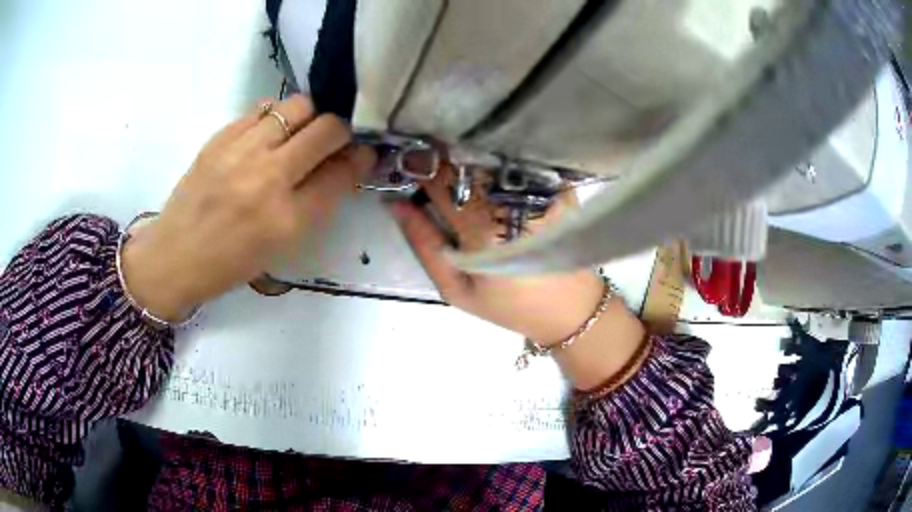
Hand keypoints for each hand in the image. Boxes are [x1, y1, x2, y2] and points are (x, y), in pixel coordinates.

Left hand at [121, 95, 375, 320]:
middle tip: (332, 142)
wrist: (175, 256)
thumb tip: (343, 165)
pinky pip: (263, 108)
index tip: (363, 154)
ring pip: (299, 106)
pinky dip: (276, 116)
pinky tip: (268, 134)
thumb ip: (316, 203)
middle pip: (328, 130)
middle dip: (341, 131)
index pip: (342, 172)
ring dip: (310, 117)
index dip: (361, 158)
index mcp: (288, 220)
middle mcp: (268, 178)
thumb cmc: (230, 262)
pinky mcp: (220, 137)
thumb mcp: (281, 246)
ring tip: (298, 133)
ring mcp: (241, 152)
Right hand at [390, 169, 603, 345]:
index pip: (442, 182)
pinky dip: (498, 160)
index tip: (407, 163)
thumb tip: (395, 204)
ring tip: (456, 164)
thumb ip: (423, 244)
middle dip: (443, 158)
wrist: (571, 309)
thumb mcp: (455, 288)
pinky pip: (519, 162)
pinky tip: (488, 168)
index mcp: (483, 229)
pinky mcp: (558, 188)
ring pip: (492, 158)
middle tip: (427, 160)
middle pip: (467, 163)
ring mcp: (540, 190)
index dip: (420, 168)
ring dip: (469, 157)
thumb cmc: (509, 305)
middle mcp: (513, 201)